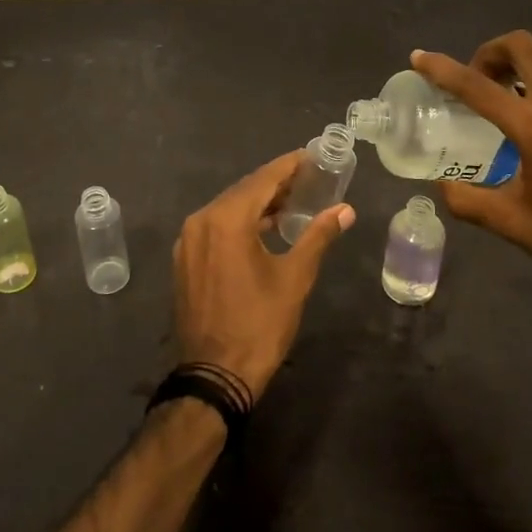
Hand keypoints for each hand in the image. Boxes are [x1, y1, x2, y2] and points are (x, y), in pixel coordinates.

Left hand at [172, 152, 354, 399]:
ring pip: (228, 208)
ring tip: (292, 201)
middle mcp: (201, 220)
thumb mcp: (294, 278)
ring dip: (258, 203)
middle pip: (244, 190)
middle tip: (308, 178)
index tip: (312, 156)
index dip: (289, 166)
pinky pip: (216, 227)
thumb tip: (345, 210)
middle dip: (276, 183)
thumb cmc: (259, 325)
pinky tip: (264, 228)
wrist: (214, 375)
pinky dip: (240, 222)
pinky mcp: (186, 259)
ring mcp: (189, 240)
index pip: (263, 179)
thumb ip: (318, 236)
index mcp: (226, 219)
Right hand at [412, 34, 531, 302]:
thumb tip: (440, 188)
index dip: (442, 68)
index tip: (419, 57)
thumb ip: (469, 202)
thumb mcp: (514, 225)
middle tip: (481, 77)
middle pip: (522, 47)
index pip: (476, 86)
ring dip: (529, 61)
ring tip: (520, 86)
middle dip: (492, 52)